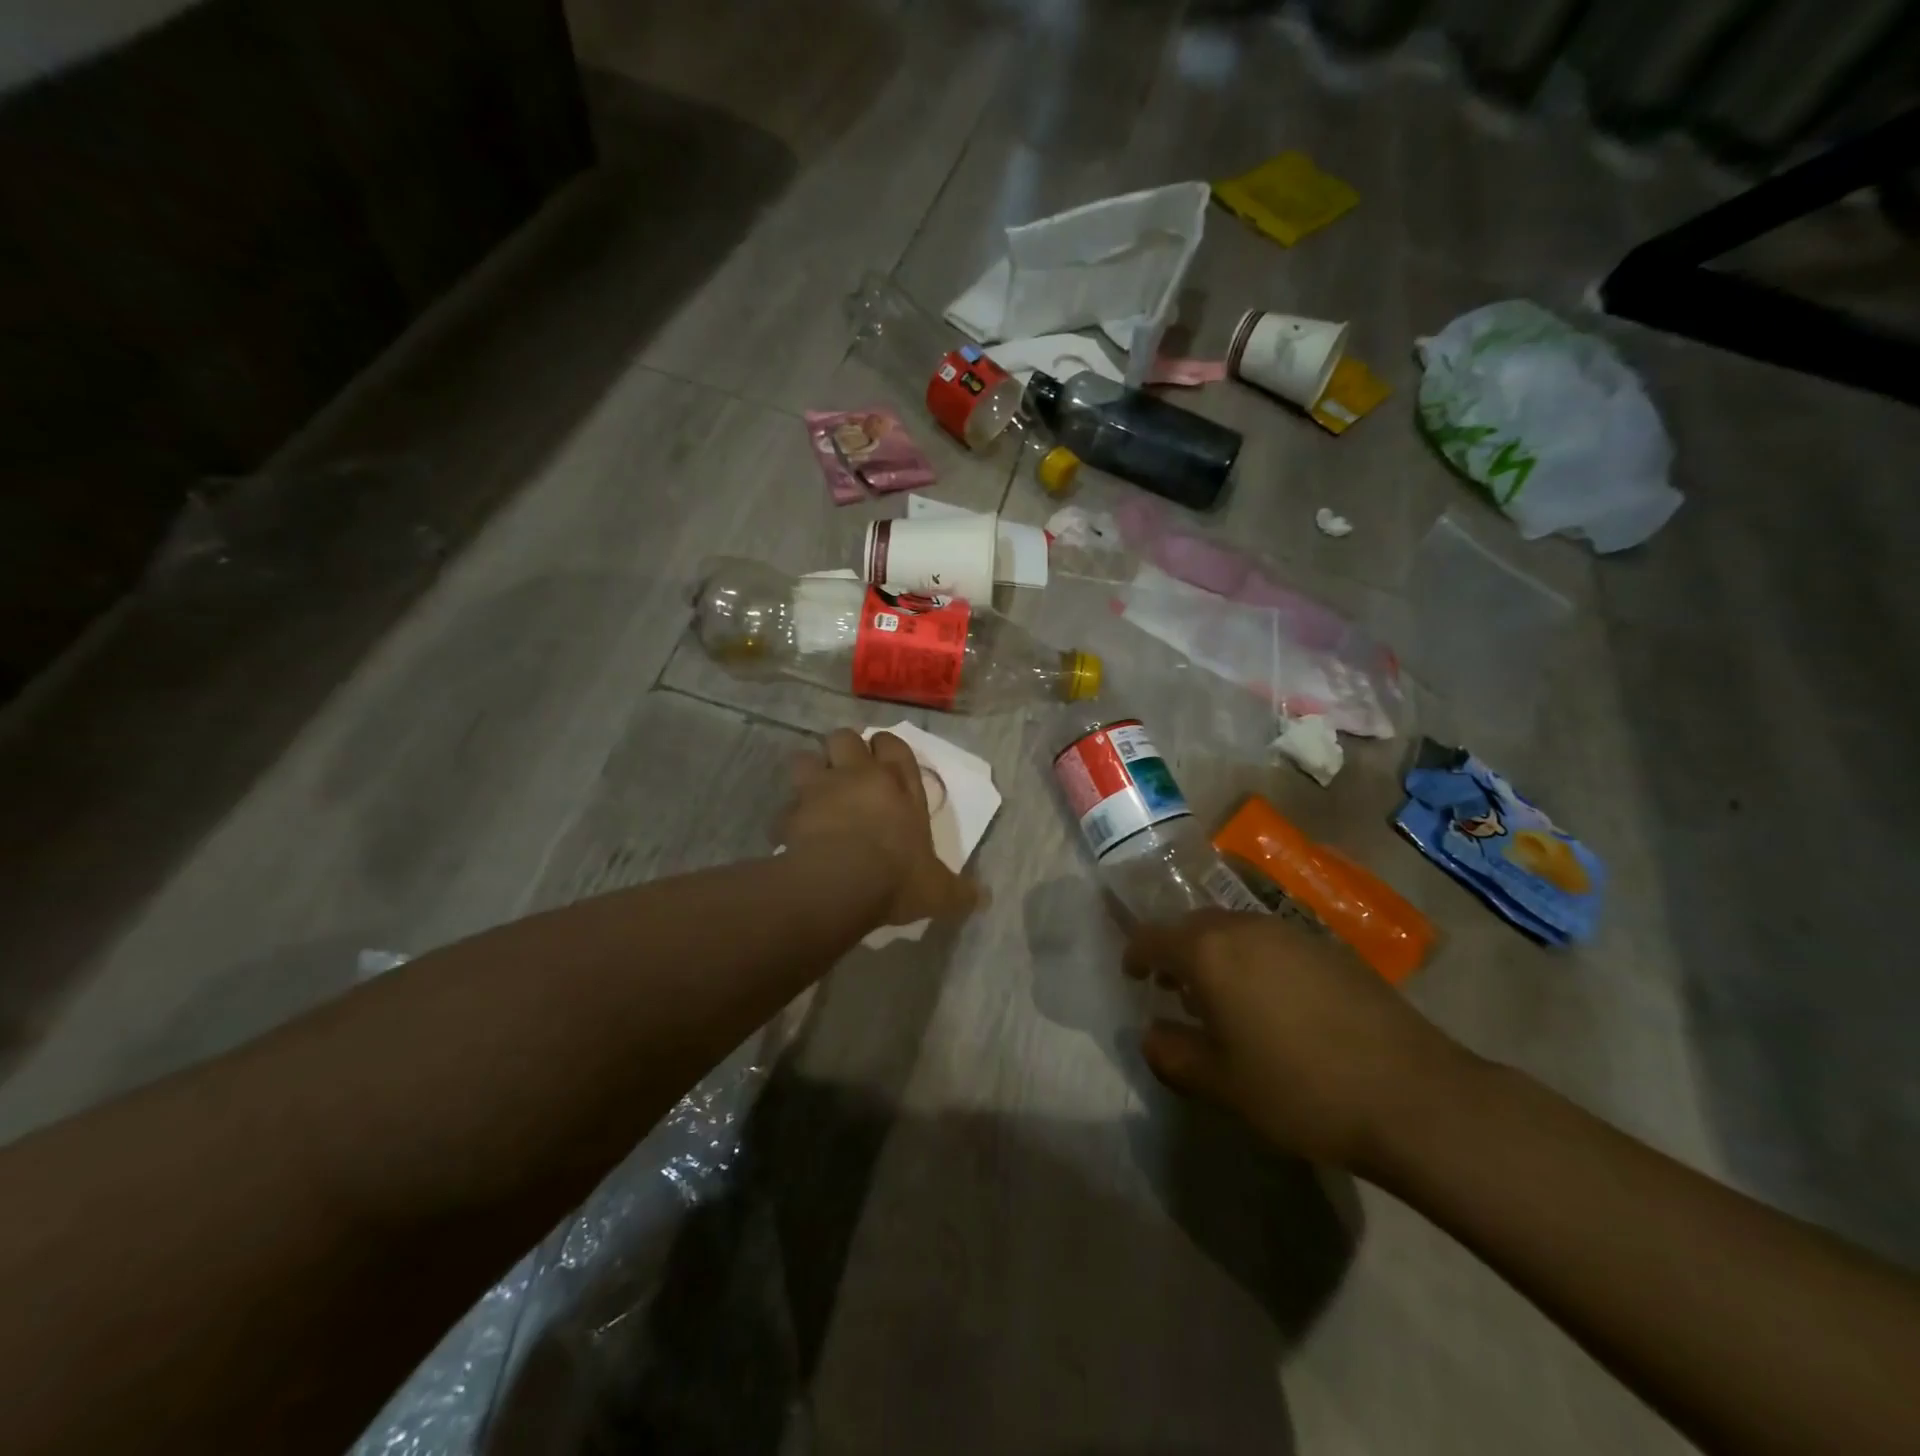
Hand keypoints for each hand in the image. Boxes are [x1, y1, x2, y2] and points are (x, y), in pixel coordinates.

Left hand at [781, 728, 980, 928]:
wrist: (840, 883)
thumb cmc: (896, 876)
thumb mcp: (938, 891)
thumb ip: (959, 892)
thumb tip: (984, 899)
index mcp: (898, 786)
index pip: (892, 744)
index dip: (886, 746)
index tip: (884, 758)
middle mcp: (858, 776)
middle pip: (844, 737)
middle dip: (843, 749)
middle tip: (848, 772)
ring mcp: (820, 790)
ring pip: (806, 758)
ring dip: (809, 772)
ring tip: (816, 794)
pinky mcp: (791, 812)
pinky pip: (786, 805)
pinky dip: (790, 816)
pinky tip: (795, 833)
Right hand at [1124, 910, 1471, 1172]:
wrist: (1412, 1095)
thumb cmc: (1299, 1088)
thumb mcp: (1221, 1084)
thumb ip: (1173, 1055)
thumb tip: (1151, 1035)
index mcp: (1209, 952)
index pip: (1153, 937)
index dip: (1136, 954)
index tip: (1134, 977)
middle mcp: (1246, 927)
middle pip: (1194, 926)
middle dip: (1176, 951)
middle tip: (1174, 988)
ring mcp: (1292, 933)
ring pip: (1235, 930)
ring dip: (1217, 954)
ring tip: (1222, 997)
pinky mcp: (1330, 948)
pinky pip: (1272, 942)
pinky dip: (1255, 960)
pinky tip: (1273, 1002)